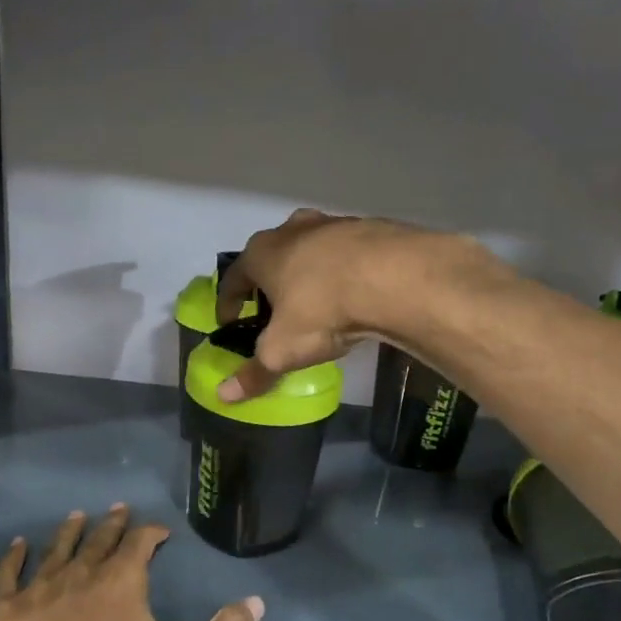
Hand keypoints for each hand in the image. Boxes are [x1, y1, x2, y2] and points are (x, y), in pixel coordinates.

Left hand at [0, 505, 262, 620]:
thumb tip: (257, 602)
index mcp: (121, 582)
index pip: (140, 543)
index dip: (151, 533)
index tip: (160, 531)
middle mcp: (80, 575)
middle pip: (98, 540)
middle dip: (111, 525)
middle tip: (117, 510)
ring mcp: (38, 591)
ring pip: (56, 550)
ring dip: (68, 532)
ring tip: (76, 516)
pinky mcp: (5, 613)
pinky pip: (7, 575)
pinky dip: (13, 558)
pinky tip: (17, 545)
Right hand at [215, 210, 492, 402]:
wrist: (397, 278)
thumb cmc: (322, 310)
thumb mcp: (282, 350)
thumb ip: (254, 373)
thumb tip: (224, 396)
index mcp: (262, 252)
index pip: (233, 278)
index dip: (227, 304)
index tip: (229, 322)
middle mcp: (292, 230)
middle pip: (271, 258)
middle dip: (268, 284)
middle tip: (272, 312)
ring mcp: (334, 224)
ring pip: (310, 251)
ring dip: (307, 275)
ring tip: (315, 303)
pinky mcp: (371, 228)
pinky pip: (347, 254)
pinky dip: (343, 272)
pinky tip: (353, 294)